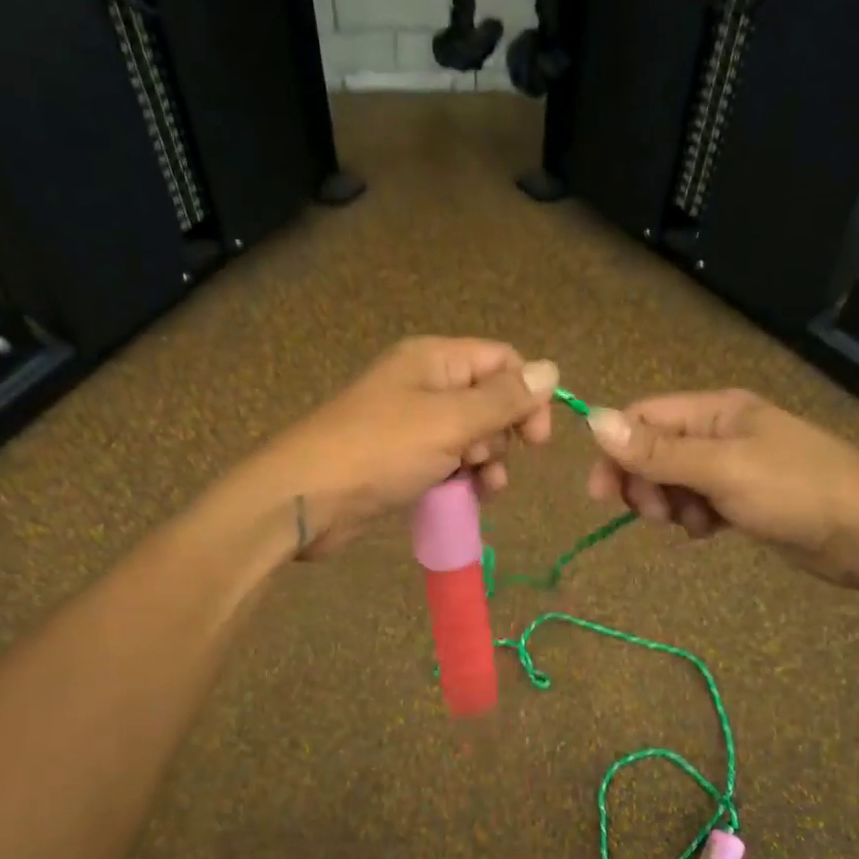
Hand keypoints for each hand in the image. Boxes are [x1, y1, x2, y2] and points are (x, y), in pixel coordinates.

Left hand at [251, 337, 558, 556]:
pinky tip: (467, 498)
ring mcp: (412, 425)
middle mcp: (425, 385)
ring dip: (486, 462)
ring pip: (472, 437)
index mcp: (434, 360)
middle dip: (501, 435)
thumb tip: (552, 370)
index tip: (537, 441)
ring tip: (483, 488)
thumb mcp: (450, 421)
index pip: (502, 362)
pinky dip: (463, 479)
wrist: (307, 498)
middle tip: (483, 459)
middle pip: (490, 400)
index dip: (528, 395)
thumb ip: (504, 399)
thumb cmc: (381, 450)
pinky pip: (449, 463)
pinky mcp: (402, 461)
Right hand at [583, 390, 858, 587]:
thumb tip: (593, 420)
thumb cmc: (795, 490)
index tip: (602, 493)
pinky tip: (710, 532)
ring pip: (674, 481)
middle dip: (645, 483)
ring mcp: (734, 466)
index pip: (644, 417)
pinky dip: (694, 518)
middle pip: (654, 451)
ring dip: (670, 505)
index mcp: (716, 410)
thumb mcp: (721, 468)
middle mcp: (721, 431)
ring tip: (693, 525)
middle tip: (655, 515)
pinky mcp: (745, 498)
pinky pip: (698, 503)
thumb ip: (657, 450)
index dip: (616, 450)